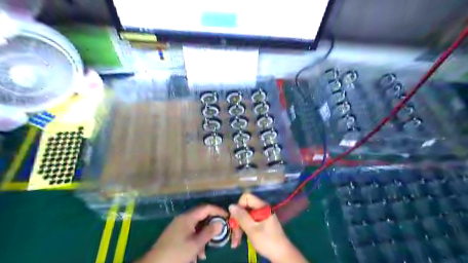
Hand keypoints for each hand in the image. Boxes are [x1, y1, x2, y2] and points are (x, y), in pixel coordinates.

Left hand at [136, 206, 227, 262]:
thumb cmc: (176, 253)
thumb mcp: (195, 244)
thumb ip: (209, 232)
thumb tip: (220, 223)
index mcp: (188, 217)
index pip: (206, 208)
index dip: (218, 210)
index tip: (227, 217)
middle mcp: (183, 218)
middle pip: (202, 216)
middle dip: (211, 225)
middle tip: (220, 233)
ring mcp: (178, 226)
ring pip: (196, 227)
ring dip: (203, 236)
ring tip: (206, 251)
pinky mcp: (175, 234)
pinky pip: (190, 233)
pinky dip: (196, 240)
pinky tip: (197, 255)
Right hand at [229, 193, 309, 262]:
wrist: (282, 255)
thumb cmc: (267, 241)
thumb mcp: (252, 229)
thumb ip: (241, 217)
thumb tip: (231, 205)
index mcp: (262, 206)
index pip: (246, 197)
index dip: (239, 206)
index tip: (235, 219)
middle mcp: (261, 209)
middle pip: (244, 208)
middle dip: (237, 221)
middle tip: (233, 235)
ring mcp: (261, 216)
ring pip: (245, 217)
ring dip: (239, 228)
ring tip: (235, 242)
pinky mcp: (261, 224)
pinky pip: (249, 222)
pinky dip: (244, 230)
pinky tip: (239, 240)